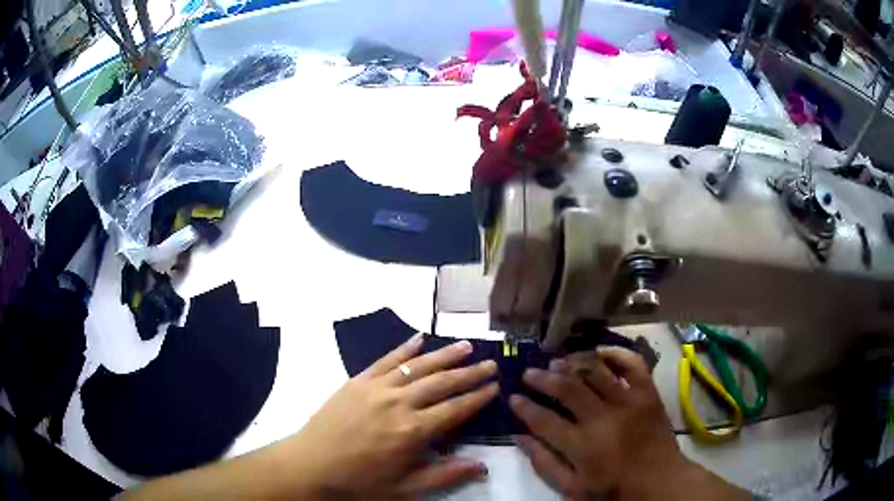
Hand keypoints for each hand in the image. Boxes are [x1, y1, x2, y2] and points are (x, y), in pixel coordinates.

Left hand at [283, 333, 498, 498]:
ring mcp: (377, 388)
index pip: (456, 409)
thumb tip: (483, 466)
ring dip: (444, 355)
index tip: (495, 386)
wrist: (311, 465)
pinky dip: (404, 348)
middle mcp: (399, 403)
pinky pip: (386, 360)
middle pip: (442, 383)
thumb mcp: (405, 488)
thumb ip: (445, 475)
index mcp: (414, 431)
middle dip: (470, 373)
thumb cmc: (360, 481)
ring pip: (418, 366)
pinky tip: (419, 339)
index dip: (478, 397)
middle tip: (491, 363)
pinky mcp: (358, 381)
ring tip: (466, 345)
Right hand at [509, 347, 704, 499]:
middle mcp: (603, 418)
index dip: (524, 406)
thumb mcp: (573, 487)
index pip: (543, 419)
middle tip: (529, 373)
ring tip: (557, 361)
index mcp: (582, 445)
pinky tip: (599, 353)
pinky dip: (616, 353)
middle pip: (567, 388)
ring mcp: (628, 401)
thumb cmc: (614, 490)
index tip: (512, 397)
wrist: (660, 482)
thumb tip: (519, 436)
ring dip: (572, 363)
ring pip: (595, 371)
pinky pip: (633, 364)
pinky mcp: (648, 393)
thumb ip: (545, 462)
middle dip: (542, 378)